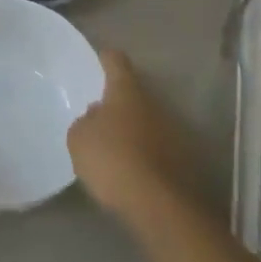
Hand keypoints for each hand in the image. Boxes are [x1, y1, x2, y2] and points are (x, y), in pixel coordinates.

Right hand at [68, 49, 201, 222]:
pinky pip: (154, 147)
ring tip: (112, 145)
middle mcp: (152, 103)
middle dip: (118, 101)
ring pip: (145, 121)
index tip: (100, 57)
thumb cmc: (112, 159)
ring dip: (131, 128)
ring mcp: (171, 130)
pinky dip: (142, 152)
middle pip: (133, 93)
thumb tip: (97, 115)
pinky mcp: (180, 159)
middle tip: (99, 112)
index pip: (117, 62)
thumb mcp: (80, 139)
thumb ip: (86, 121)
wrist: (158, 203)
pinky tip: (128, 168)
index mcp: (126, 90)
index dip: (106, 58)